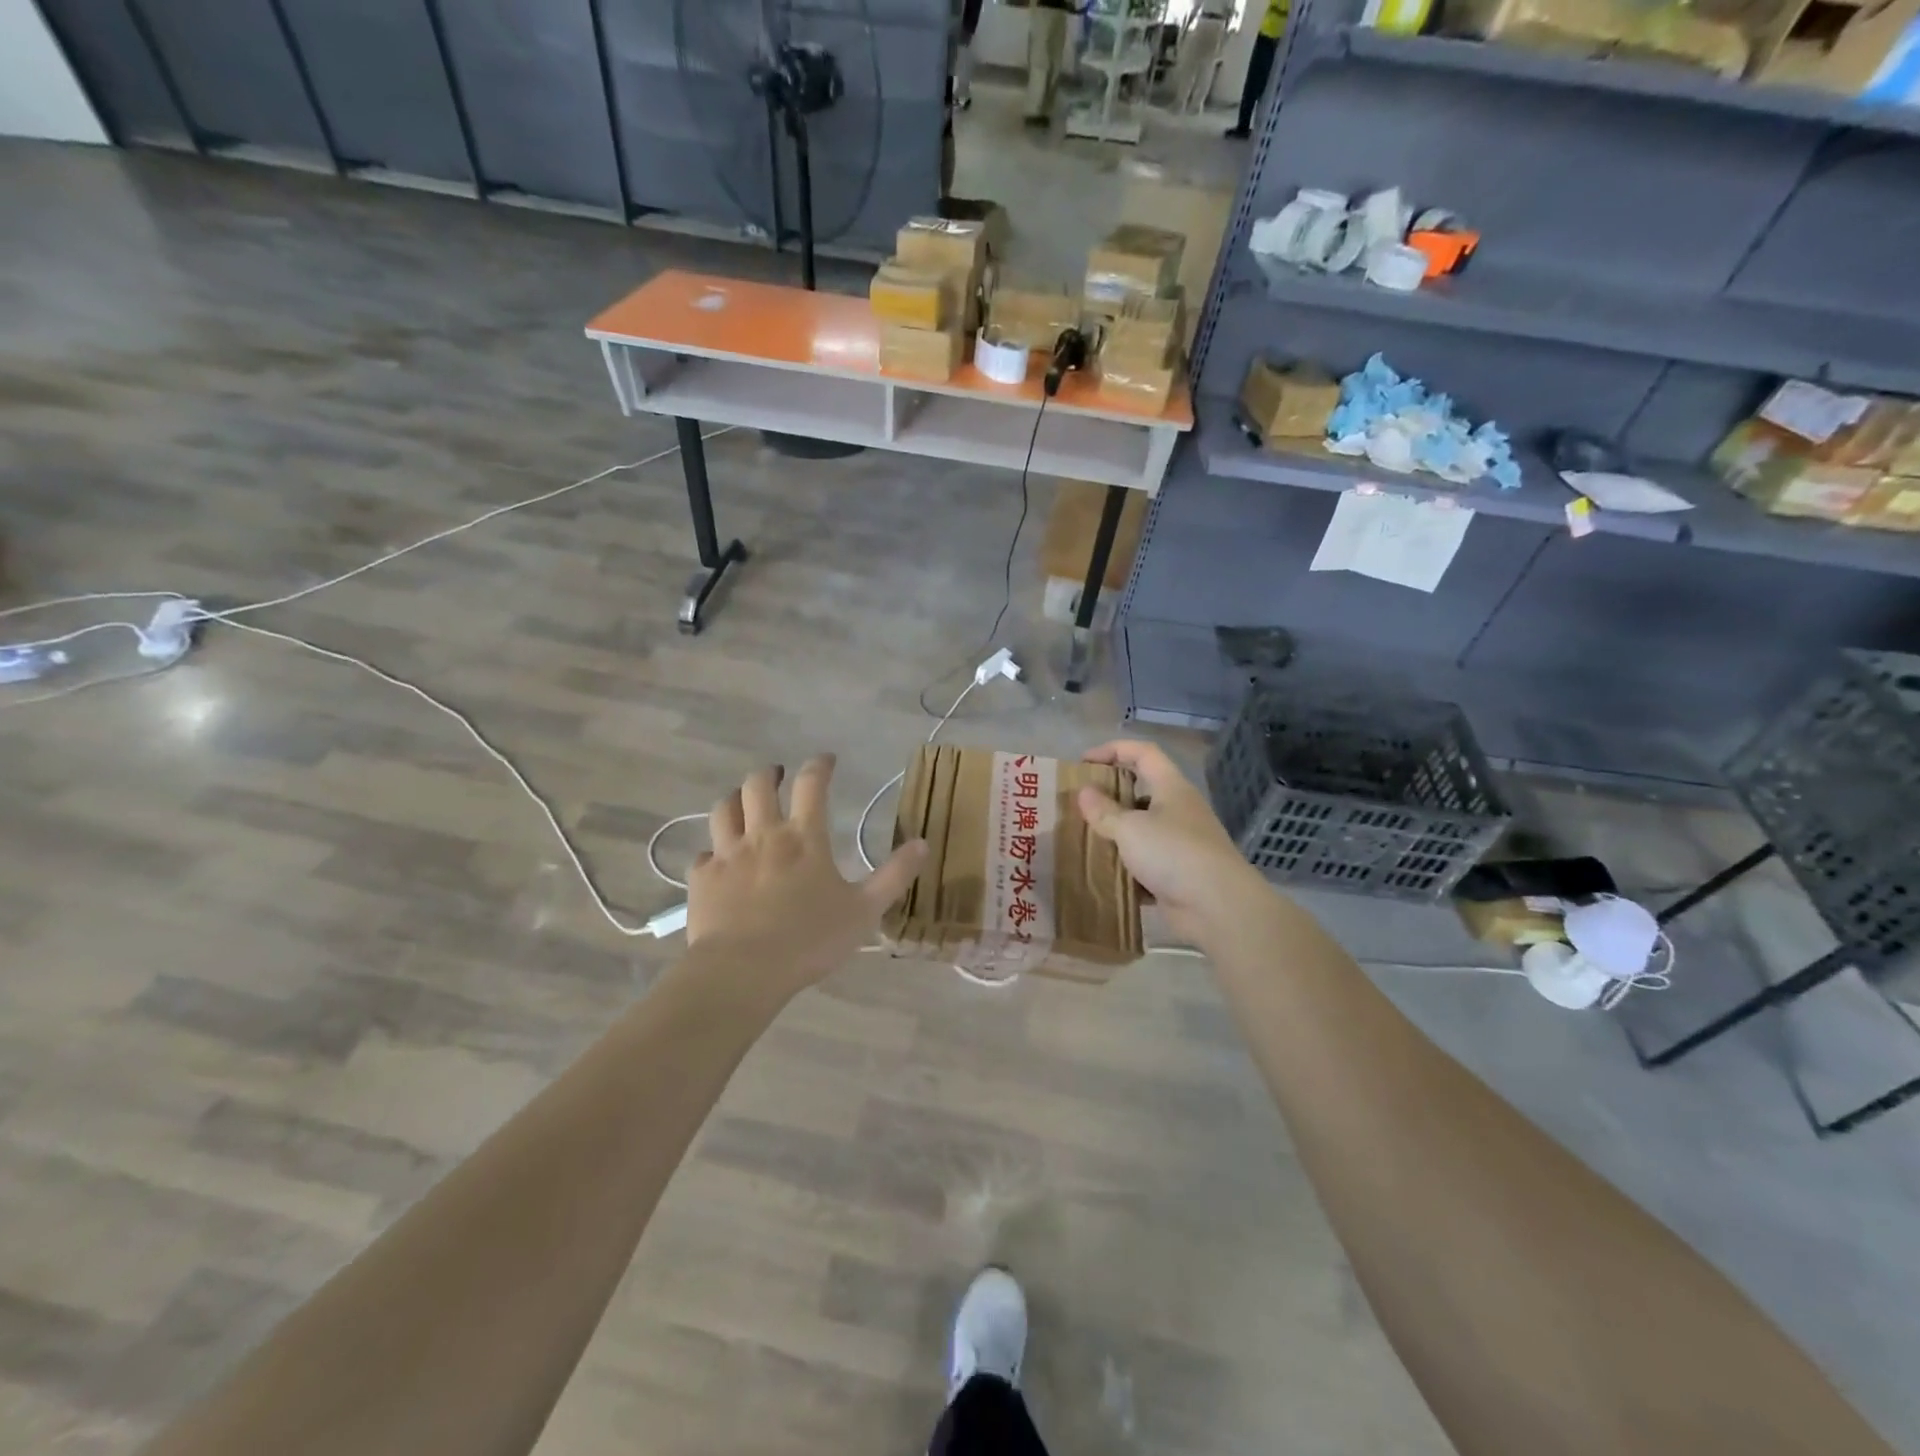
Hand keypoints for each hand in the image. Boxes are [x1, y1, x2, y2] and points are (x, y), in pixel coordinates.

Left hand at [686, 756, 926, 1004]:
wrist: (743, 971)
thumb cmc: (810, 939)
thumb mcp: (865, 910)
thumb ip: (894, 875)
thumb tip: (923, 843)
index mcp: (804, 838)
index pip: (811, 784)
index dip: (819, 765)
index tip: (826, 760)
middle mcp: (763, 835)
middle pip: (758, 785)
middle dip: (770, 773)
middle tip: (779, 775)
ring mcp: (727, 855)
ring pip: (724, 809)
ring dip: (735, 800)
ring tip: (744, 803)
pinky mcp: (702, 879)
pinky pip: (703, 854)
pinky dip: (713, 852)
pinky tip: (718, 861)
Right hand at [1077, 739, 1266, 946]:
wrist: (1218, 907)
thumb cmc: (1174, 853)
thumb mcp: (1131, 828)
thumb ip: (1105, 810)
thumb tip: (1084, 792)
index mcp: (1171, 788)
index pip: (1143, 753)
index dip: (1113, 750)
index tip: (1084, 762)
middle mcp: (1179, 810)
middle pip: (1142, 790)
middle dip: (1111, 794)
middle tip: (1080, 804)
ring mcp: (1181, 843)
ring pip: (1142, 829)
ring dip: (1115, 833)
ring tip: (1084, 838)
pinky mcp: (1177, 874)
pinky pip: (1145, 863)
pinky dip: (1125, 866)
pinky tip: (1101, 874)